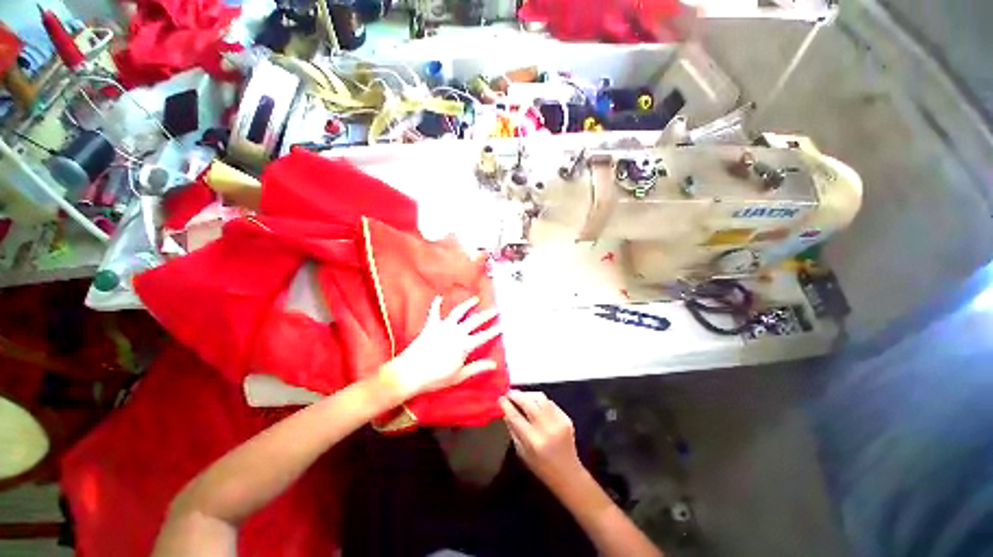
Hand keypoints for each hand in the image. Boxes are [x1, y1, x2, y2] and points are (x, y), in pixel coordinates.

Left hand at [382, 296, 500, 401]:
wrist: (409, 373)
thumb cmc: (435, 377)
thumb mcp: (459, 375)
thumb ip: (477, 367)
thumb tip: (494, 364)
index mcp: (464, 345)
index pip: (483, 336)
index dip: (493, 331)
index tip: (502, 326)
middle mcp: (456, 332)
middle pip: (474, 320)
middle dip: (487, 314)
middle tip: (495, 309)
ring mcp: (443, 327)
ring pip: (458, 312)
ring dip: (468, 304)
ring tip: (475, 299)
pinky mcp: (430, 326)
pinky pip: (434, 312)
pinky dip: (436, 304)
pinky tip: (439, 297)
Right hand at [500, 390, 584, 488]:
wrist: (568, 474)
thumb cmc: (541, 467)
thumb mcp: (522, 453)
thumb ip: (513, 430)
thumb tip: (505, 411)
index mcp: (533, 441)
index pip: (516, 417)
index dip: (506, 405)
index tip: (500, 399)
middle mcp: (546, 428)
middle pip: (528, 403)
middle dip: (516, 395)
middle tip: (508, 393)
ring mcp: (558, 421)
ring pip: (540, 397)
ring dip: (528, 394)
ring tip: (520, 396)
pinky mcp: (566, 417)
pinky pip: (550, 402)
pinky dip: (540, 400)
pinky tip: (534, 403)